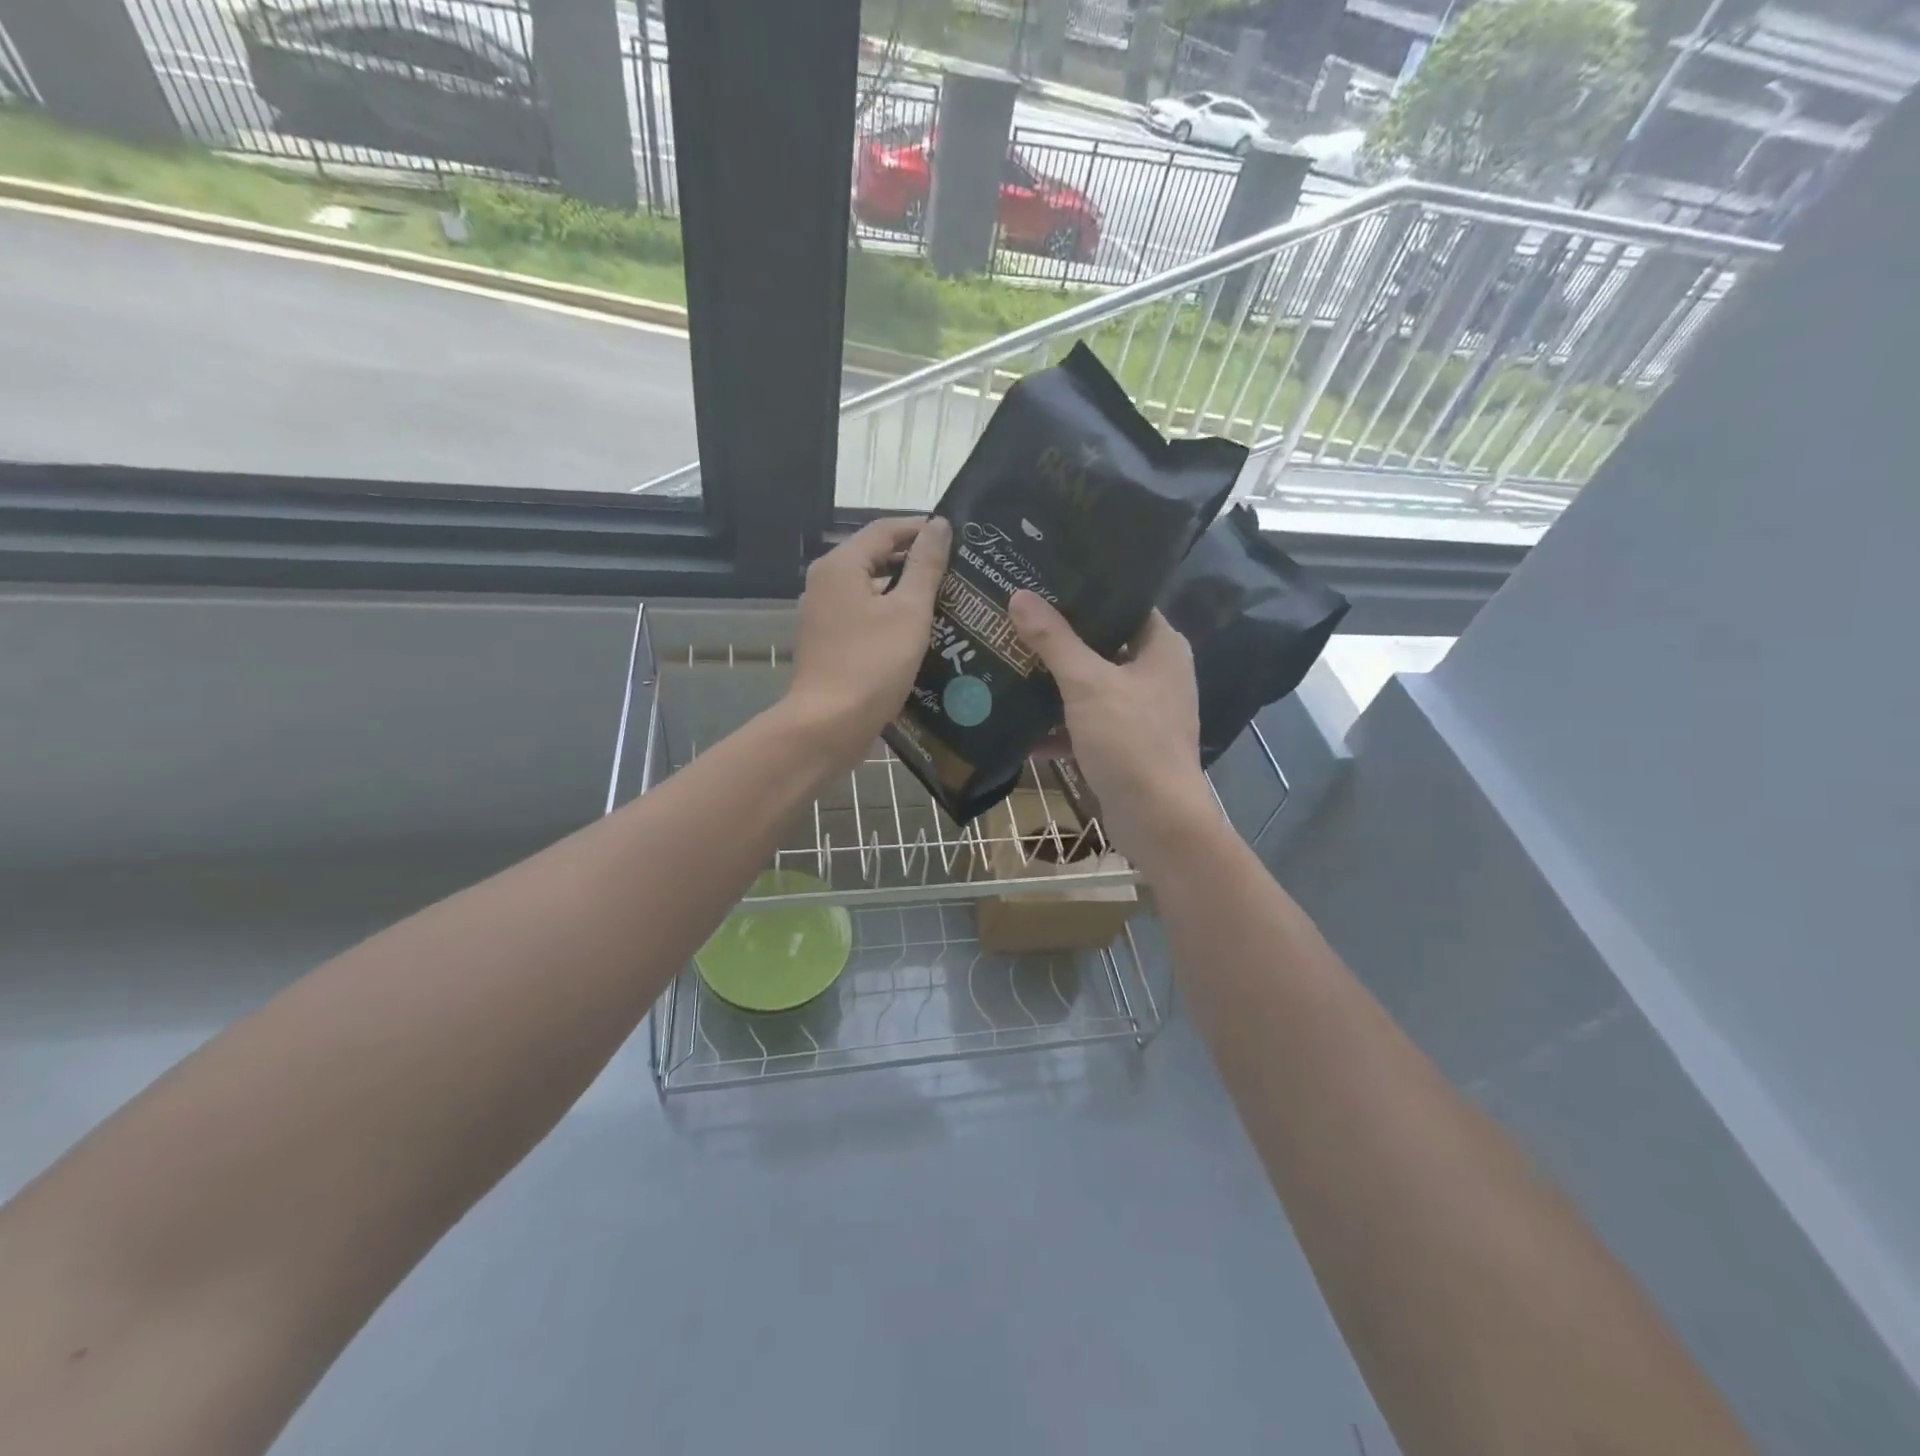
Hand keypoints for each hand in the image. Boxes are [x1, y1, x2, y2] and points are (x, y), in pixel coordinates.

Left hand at [787, 516, 950, 765]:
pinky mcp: (829, 641)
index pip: (885, 529)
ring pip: (870, 588)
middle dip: (915, 560)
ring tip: (947, 598)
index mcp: (840, 565)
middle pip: (875, 556)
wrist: (829, 725)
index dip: (921, 528)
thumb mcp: (909, 612)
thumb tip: (938, 525)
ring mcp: (823, 613)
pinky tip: (920, 629)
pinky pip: (864, 614)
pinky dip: (890, 614)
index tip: (957, 535)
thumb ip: (925, 565)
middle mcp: (825, 582)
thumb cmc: (872, 664)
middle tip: (958, 568)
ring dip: (905, 589)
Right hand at [1009, 592, 1219, 875]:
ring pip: (1090, 686)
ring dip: (1053, 682)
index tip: (1044, 580)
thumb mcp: (1087, 684)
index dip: (1088, 590)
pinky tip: (1016, 724)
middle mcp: (1156, 674)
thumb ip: (1054, 640)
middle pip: (1103, 644)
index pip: (1126, 602)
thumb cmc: (1130, 740)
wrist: (1156, 820)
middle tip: (1016, 617)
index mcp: (1161, 648)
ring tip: (1008, 661)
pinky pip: (1085, 723)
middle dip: (1060, 638)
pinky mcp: (1123, 744)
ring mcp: (1140, 712)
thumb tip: (1020, 596)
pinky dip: (1057, 725)